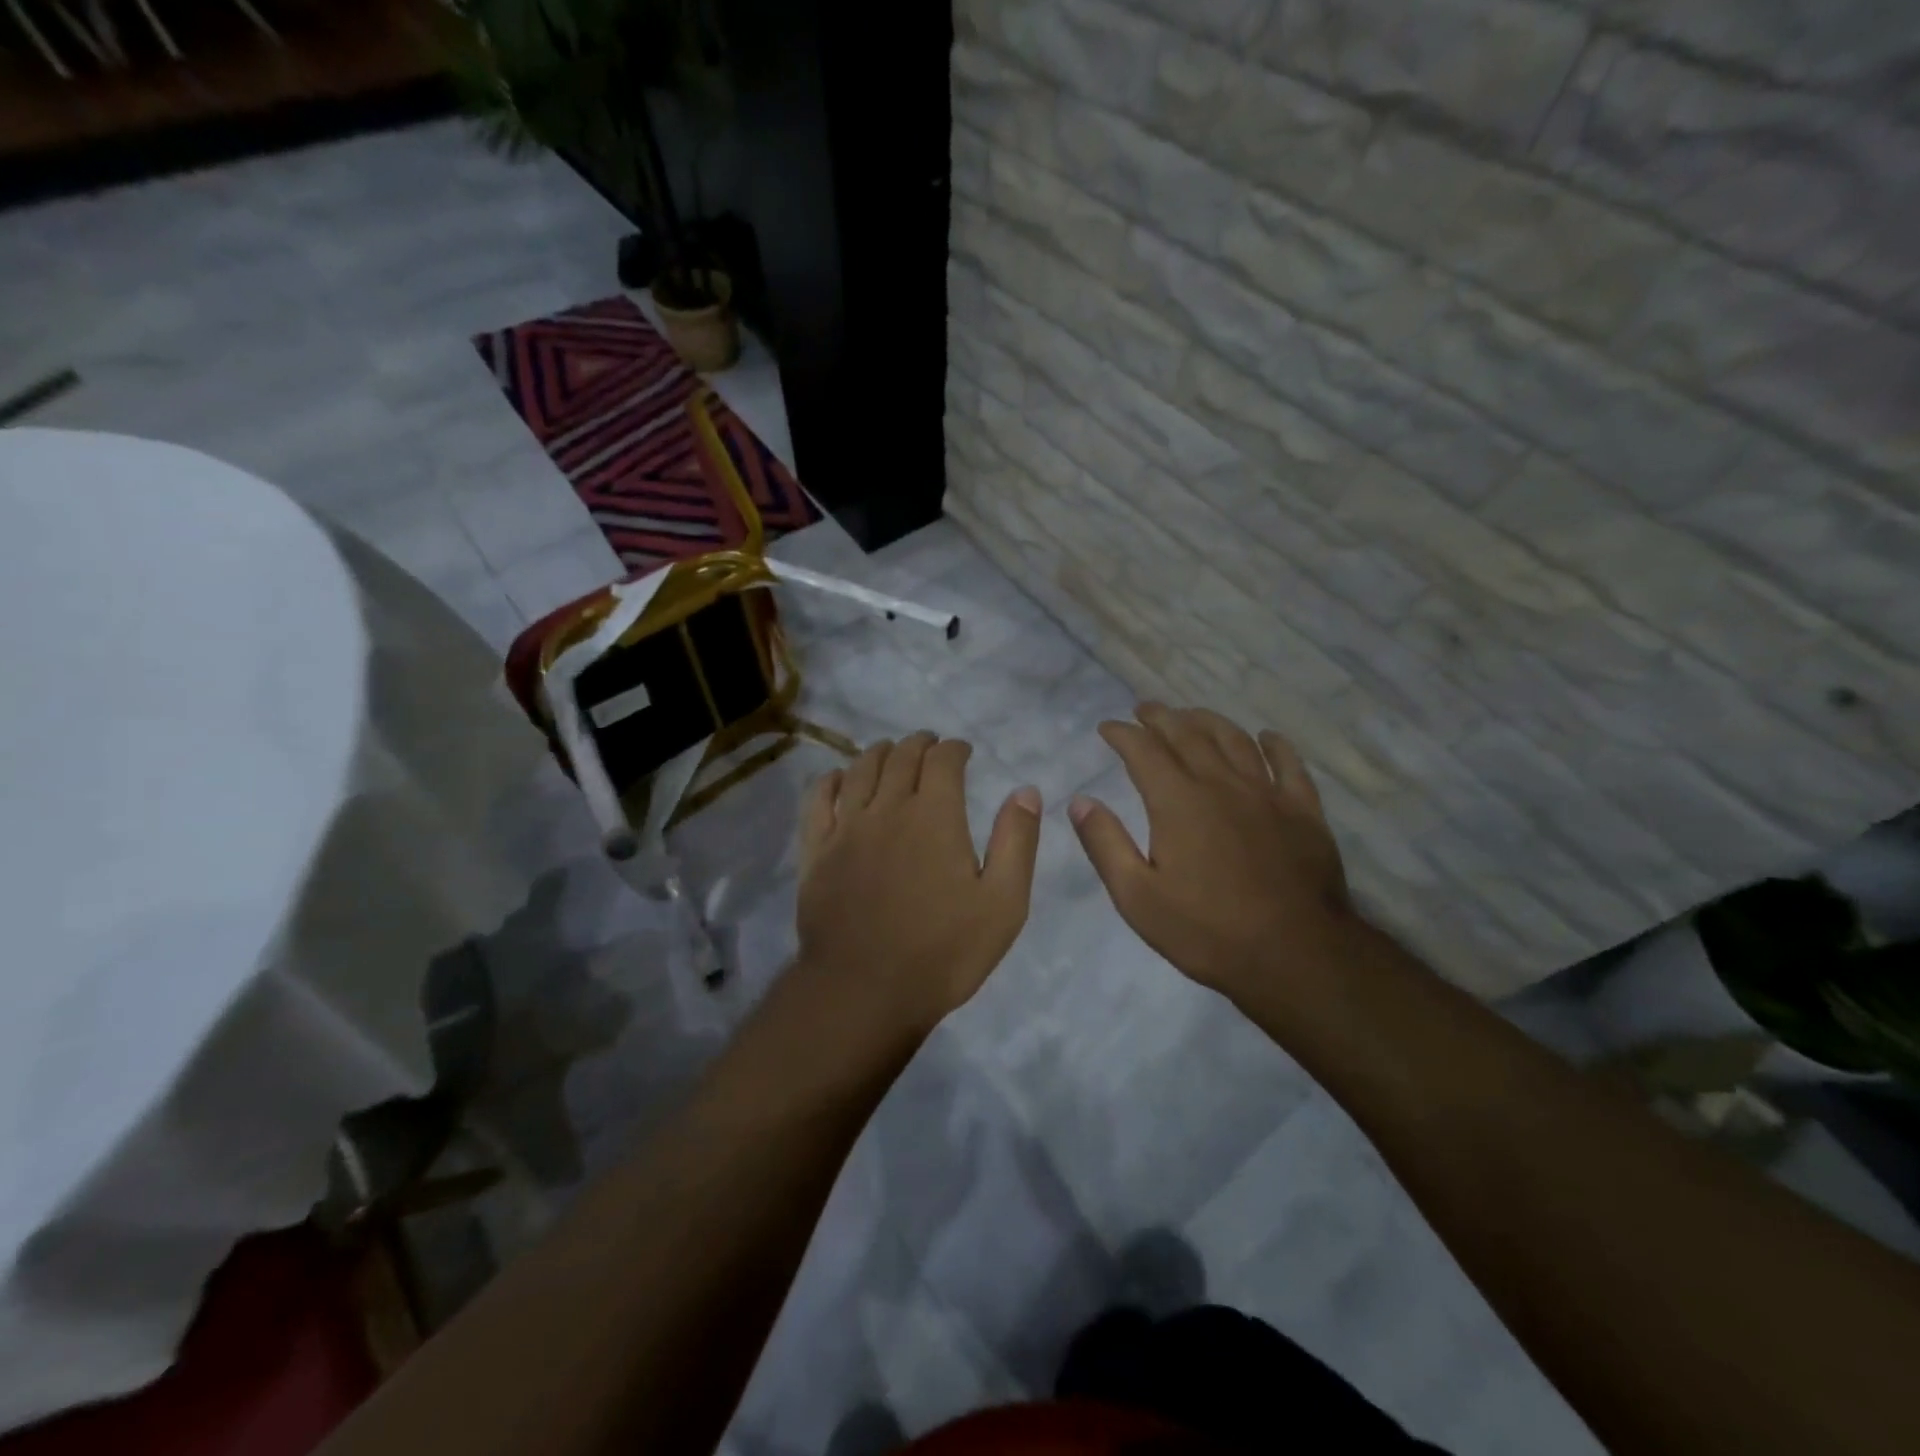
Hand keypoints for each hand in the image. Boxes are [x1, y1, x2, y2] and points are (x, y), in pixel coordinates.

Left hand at [796, 732, 1041, 1035]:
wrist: (864, 991)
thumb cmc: (943, 952)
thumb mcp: (1003, 904)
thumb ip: (1016, 842)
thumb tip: (1025, 790)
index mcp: (935, 816)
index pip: (943, 760)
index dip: (955, 748)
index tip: (963, 751)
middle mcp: (888, 808)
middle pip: (901, 757)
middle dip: (919, 744)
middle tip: (930, 746)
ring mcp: (846, 827)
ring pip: (860, 769)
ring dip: (879, 752)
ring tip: (890, 752)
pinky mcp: (816, 850)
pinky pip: (819, 799)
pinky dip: (833, 779)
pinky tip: (841, 778)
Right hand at [1069, 704, 1354, 999]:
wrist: (1295, 956)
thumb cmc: (1207, 931)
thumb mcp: (1137, 897)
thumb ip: (1106, 844)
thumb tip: (1080, 801)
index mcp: (1177, 801)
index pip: (1143, 751)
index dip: (1122, 733)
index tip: (1107, 727)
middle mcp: (1220, 784)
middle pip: (1187, 735)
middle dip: (1161, 717)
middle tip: (1144, 709)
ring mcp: (1266, 794)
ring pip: (1234, 740)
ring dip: (1208, 721)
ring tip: (1191, 714)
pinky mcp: (1302, 811)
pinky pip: (1288, 764)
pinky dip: (1274, 745)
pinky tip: (1266, 737)